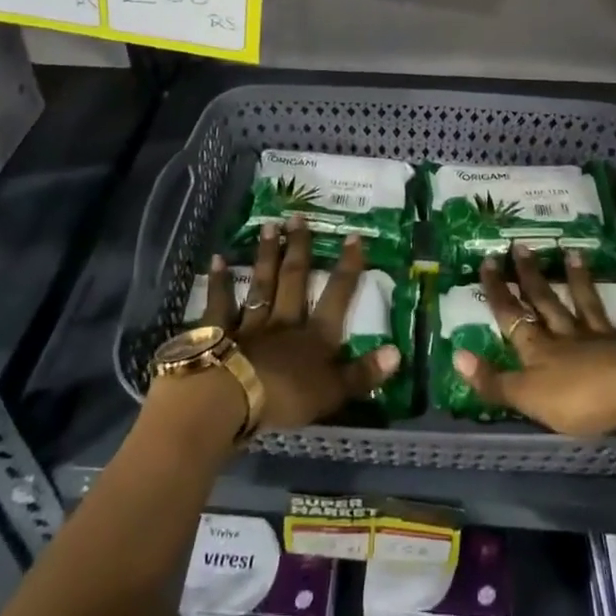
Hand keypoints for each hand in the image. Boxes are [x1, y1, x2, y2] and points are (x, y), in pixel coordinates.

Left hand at [193, 218, 400, 431]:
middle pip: (294, 279)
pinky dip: (219, 282)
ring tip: (269, 226)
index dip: (347, 267)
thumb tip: (398, 352)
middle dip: (299, 248)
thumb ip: (363, 374)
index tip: (353, 236)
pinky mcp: (218, 332)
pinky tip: (217, 259)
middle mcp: (285, 321)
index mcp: (315, 337)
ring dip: (266, 255)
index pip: (337, 295)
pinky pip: (220, 303)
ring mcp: (250, 323)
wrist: (232, 398)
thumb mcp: (333, 393)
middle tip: (298, 217)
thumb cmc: (286, 398)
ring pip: (262, 284)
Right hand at [451, 245, 615, 435]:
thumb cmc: (578, 399)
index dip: (498, 292)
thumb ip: (493, 381)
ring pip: (587, 305)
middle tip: (521, 246)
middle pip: (546, 303)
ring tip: (573, 252)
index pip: (512, 316)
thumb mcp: (527, 397)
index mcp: (540, 350)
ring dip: (579, 280)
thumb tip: (456, 355)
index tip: (488, 261)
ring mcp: (603, 339)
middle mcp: (568, 337)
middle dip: (531, 276)